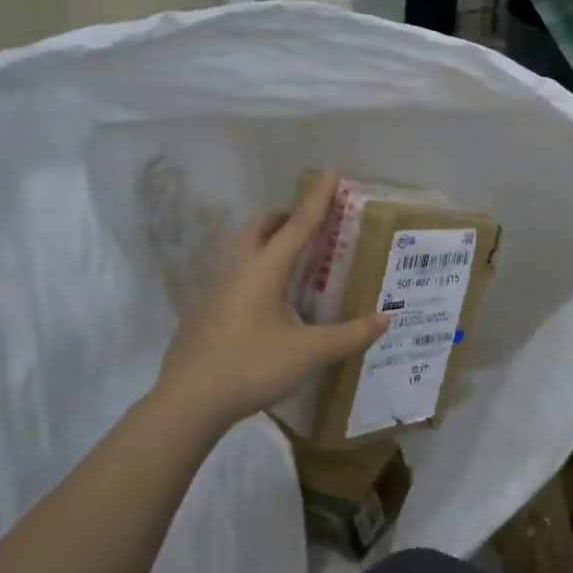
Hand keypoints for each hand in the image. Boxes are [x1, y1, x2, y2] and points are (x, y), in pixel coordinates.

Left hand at [154, 171, 388, 433]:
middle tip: (309, 223)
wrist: (188, 401)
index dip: (318, 198)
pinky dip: (253, 266)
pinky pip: (232, 270)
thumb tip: (384, 320)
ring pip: (241, 246)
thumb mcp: (308, 353)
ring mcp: (214, 287)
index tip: (330, 170)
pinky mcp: (203, 308)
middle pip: (260, 226)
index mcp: (264, 269)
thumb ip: (349, 335)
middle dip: (285, 216)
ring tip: (290, 258)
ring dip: (265, 239)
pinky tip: (264, 298)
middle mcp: (237, 268)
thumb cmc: (251, 367)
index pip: (298, 224)